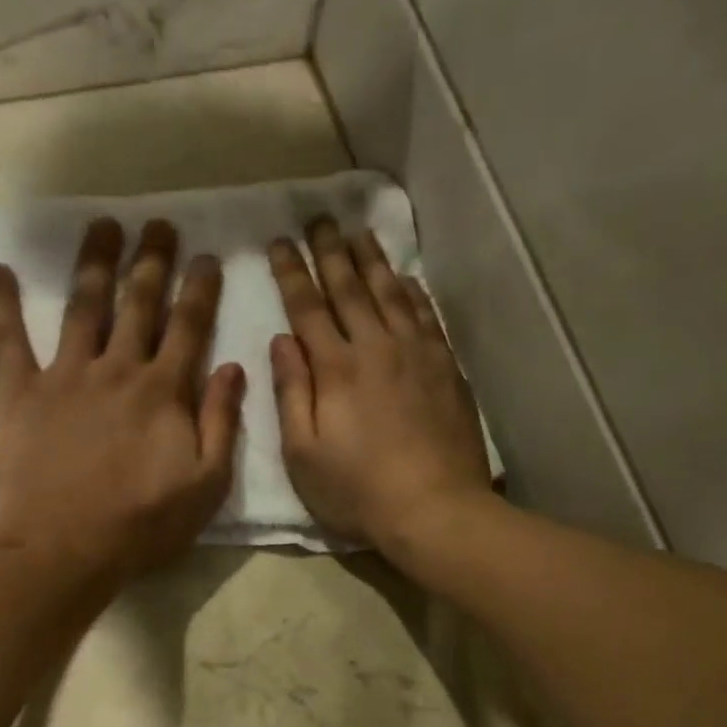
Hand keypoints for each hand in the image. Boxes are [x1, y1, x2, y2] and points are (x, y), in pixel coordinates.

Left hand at [0, 218, 243, 581]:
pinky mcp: (20, 392)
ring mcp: (65, 375)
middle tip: (159, 223)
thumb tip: (233, 367)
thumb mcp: (206, 484)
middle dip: (152, 260)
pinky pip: (8, 338)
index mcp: (165, 391)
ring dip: (95, 263)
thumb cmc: (143, 523)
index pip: (189, 327)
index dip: (200, 289)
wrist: (67, 547)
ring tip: (103, 226)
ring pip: (83, 306)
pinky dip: (3, 303)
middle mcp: (117, 369)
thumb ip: (222, 423)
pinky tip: (1, 269)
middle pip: (138, 303)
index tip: (207, 257)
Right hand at [268, 218, 490, 553]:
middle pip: (350, 288)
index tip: (280, 241)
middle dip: (331, 251)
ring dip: (373, 261)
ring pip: (391, 294)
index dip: (292, 272)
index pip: (308, 307)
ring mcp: (417, 354)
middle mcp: (376, 348)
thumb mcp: (304, 454)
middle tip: (320, 218)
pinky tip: (407, 279)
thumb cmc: (358, 491)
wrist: (435, 508)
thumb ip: (292, 394)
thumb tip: (282, 341)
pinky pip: (428, 316)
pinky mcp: (446, 369)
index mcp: (336, 369)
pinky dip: (414, 292)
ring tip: (360, 232)